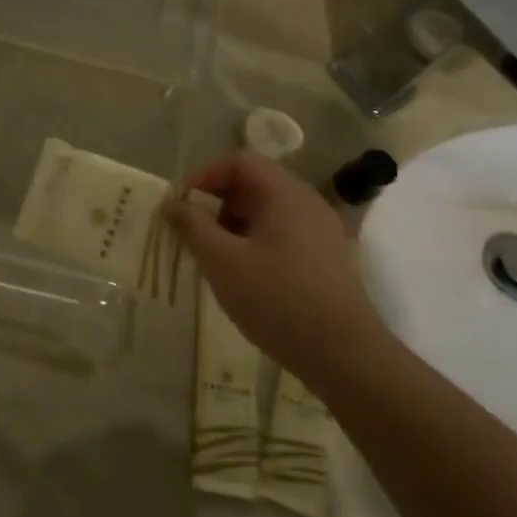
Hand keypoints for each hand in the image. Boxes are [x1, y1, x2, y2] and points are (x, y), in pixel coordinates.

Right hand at [165, 152, 390, 383]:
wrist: (343, 355)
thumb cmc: (277, 300)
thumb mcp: (222, 261)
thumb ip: (192, 226)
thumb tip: (172, 203)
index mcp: (285, 194)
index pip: (240, 161)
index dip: (205, 175)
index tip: (181, 204)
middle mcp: (307, 203)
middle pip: (254, 183)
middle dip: (216, 202)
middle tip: (192, 232)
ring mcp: (320, 232)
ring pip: (266, 211)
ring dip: (233, 224)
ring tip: (213, 256)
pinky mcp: (324, 258)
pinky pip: (281, 233)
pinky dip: (253, 241)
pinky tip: (241, 274)